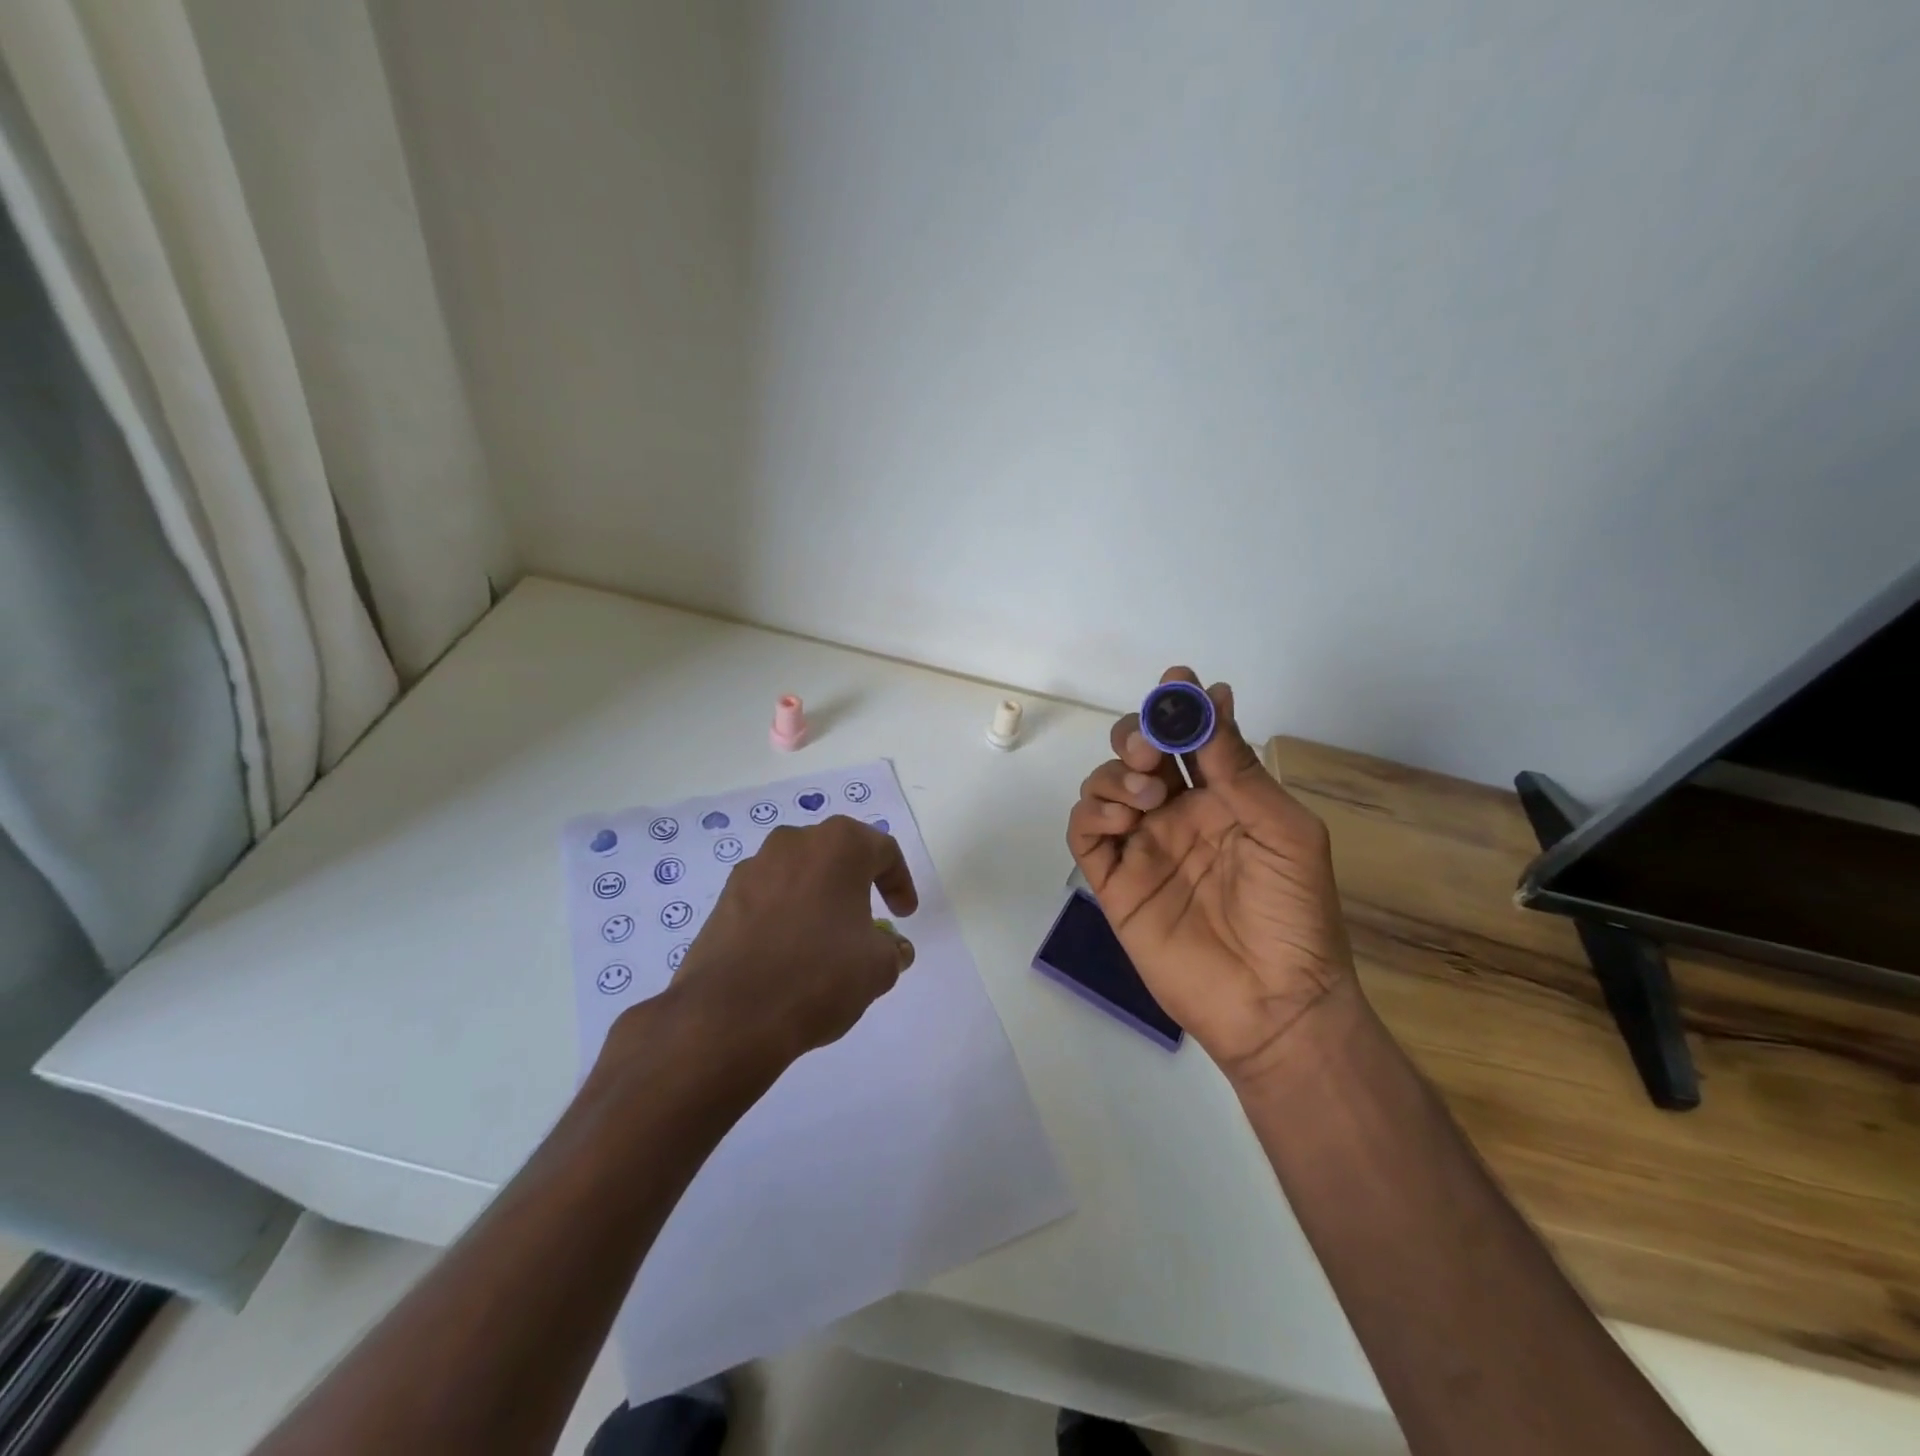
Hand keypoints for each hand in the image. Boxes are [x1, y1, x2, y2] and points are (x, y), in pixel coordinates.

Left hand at [628, 817, 918, 1077]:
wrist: (730, 1014)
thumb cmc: (819, 975)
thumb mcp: (878, 967)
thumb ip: (893, 950)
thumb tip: (893, 948)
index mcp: (839, 845)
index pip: (883, 851)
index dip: (900, 882)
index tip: (904, 915)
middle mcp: (794, 842)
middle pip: (837, 855)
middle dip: (857, 884)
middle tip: (869, 920)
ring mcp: (753, 868)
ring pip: (800, 874)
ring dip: (818, 898)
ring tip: (826, 940)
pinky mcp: (724, 898)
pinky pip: (768, 898)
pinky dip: (785, 915)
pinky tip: (789, 954)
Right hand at [1067, 668, 1355, 1087]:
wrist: (1274, 1002)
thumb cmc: (1294, 914)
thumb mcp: (1282, 831)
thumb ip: (1238, 770)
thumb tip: (1215, 698)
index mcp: (1222, 799)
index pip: (1191, 739)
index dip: (1180, 705)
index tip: (1177, 679)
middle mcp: (1177, 815)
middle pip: (1137, 754)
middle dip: (1138, 734)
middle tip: (1152, 746)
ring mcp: (1142, 847)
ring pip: (1105, 786)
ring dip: (1116, 775)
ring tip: (1148, 797)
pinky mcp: (1115, 882)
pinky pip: (1084, 834)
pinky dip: (1091, 815)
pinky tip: (1120, 821)